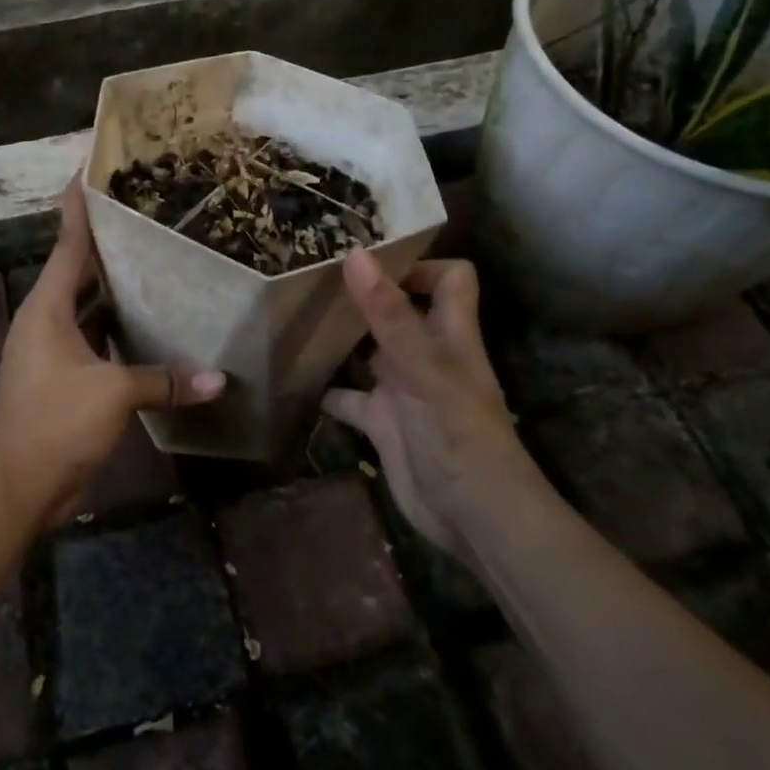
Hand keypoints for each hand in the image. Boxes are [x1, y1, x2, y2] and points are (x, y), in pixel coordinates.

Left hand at [0, 181, 223, 530]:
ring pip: (91, 306)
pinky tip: (153, 325)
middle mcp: (47, 320)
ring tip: (159, 262)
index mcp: (47, 307)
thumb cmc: (54, 422)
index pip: (67, 242)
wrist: (15, 487)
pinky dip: (121, 329)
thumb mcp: (112, 393)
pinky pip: (97, 339)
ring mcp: (54, 351)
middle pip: (81, 270)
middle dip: (109, 244)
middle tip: (148, 215)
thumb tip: (218, 380)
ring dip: (118, 289)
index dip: (79, 205)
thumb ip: (164, 380)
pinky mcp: (66, 378)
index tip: (92, 169)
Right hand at [322, 251, 535, 553]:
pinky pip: (348, 397)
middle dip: (363, 295)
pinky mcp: (382, 423)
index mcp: (448, 333)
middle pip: (398, 310)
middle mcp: (425, 354)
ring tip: (296, 319)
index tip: (369, 260)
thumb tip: (354, 254)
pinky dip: (326, 389)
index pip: (450, 279)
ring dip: (339, 340)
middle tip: (313, 278)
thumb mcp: (422, 367)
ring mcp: (402, 389)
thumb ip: (388, 314)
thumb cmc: (457, 433)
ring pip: (367, 351)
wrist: (472, 515)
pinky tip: (296, 380)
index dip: (419, 265)